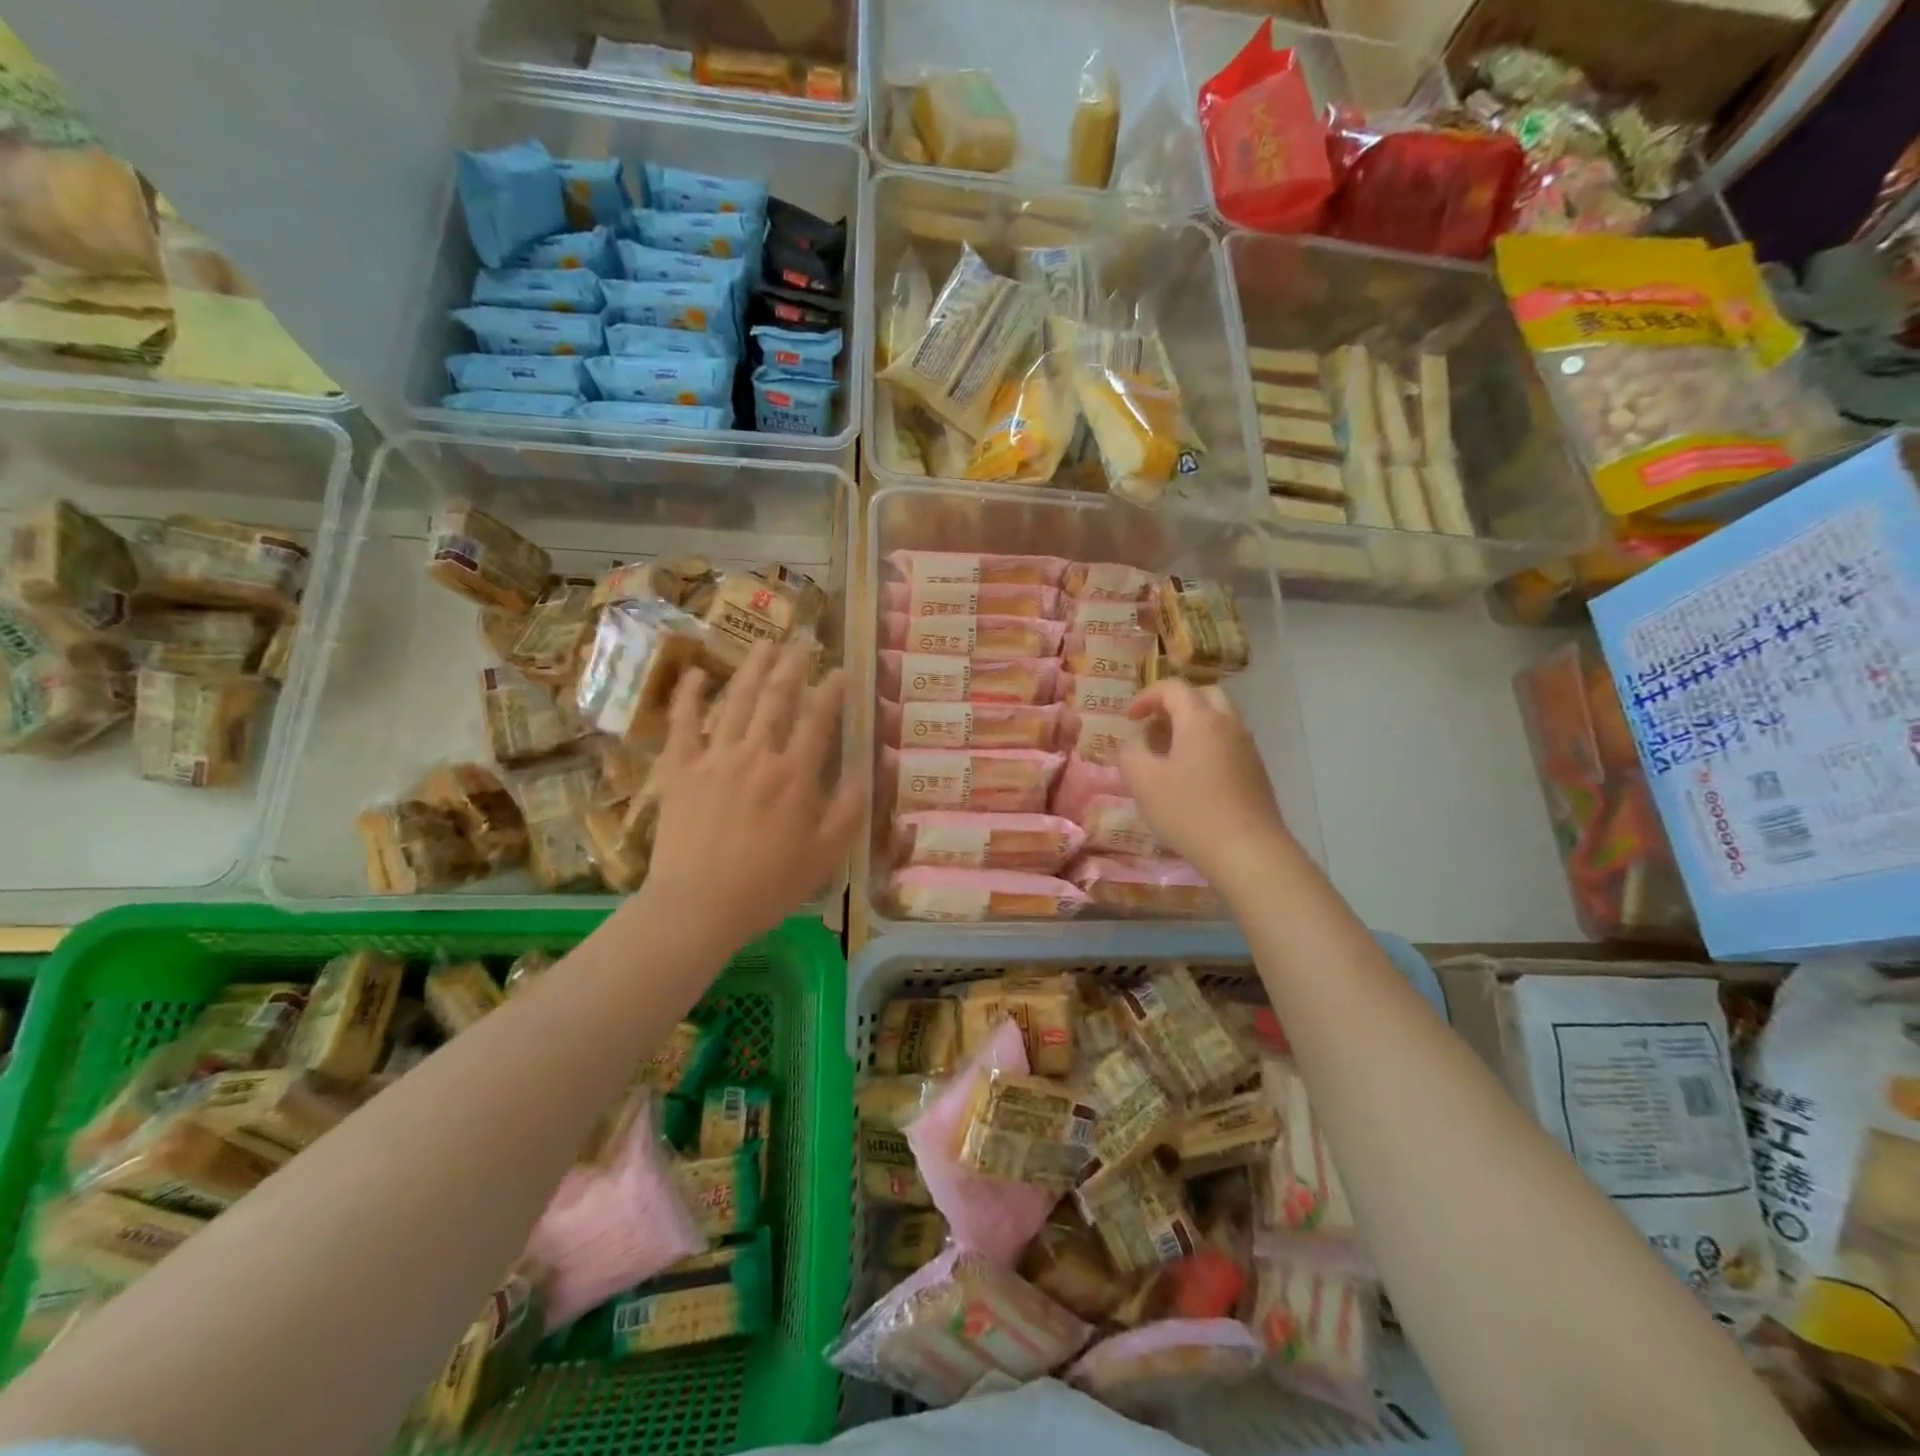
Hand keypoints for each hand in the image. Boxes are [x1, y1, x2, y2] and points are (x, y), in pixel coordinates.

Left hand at [640, 641, 863, 943]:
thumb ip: (850, 808)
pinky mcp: (680, 769)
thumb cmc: (769, 885)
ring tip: (766, 644)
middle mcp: (757, 754)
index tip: (841, 671)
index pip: (818, 719)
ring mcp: (714, 757)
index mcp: (795, 775)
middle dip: (793, 666)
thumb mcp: (826, 854)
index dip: (832, 691)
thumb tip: (869, 767)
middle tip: (803, 643)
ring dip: (753, 668)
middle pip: (777, 698)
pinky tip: (695, 674)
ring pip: (735, 700)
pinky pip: (681, 723)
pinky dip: (688, 696)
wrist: (699, 906)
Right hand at [1120, 679, 1294, 887]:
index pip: (1173, 688)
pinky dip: (1206, 745)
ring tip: (1168, 753)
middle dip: (1174, 704)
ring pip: (1219, 719)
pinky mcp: (1256, 772)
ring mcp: (1247, 748)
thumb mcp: (1142, 780)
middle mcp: (1229, 725)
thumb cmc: (1189, 811)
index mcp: (1201, 719)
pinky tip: (1191, 776)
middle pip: (1203, 695)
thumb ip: (1131, 750)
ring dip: (1191, 725)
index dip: (1146, 696)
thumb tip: (1137, 739)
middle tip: (1153, 725)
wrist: (1247, 851)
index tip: (1129, 718)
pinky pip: (1227, 743)